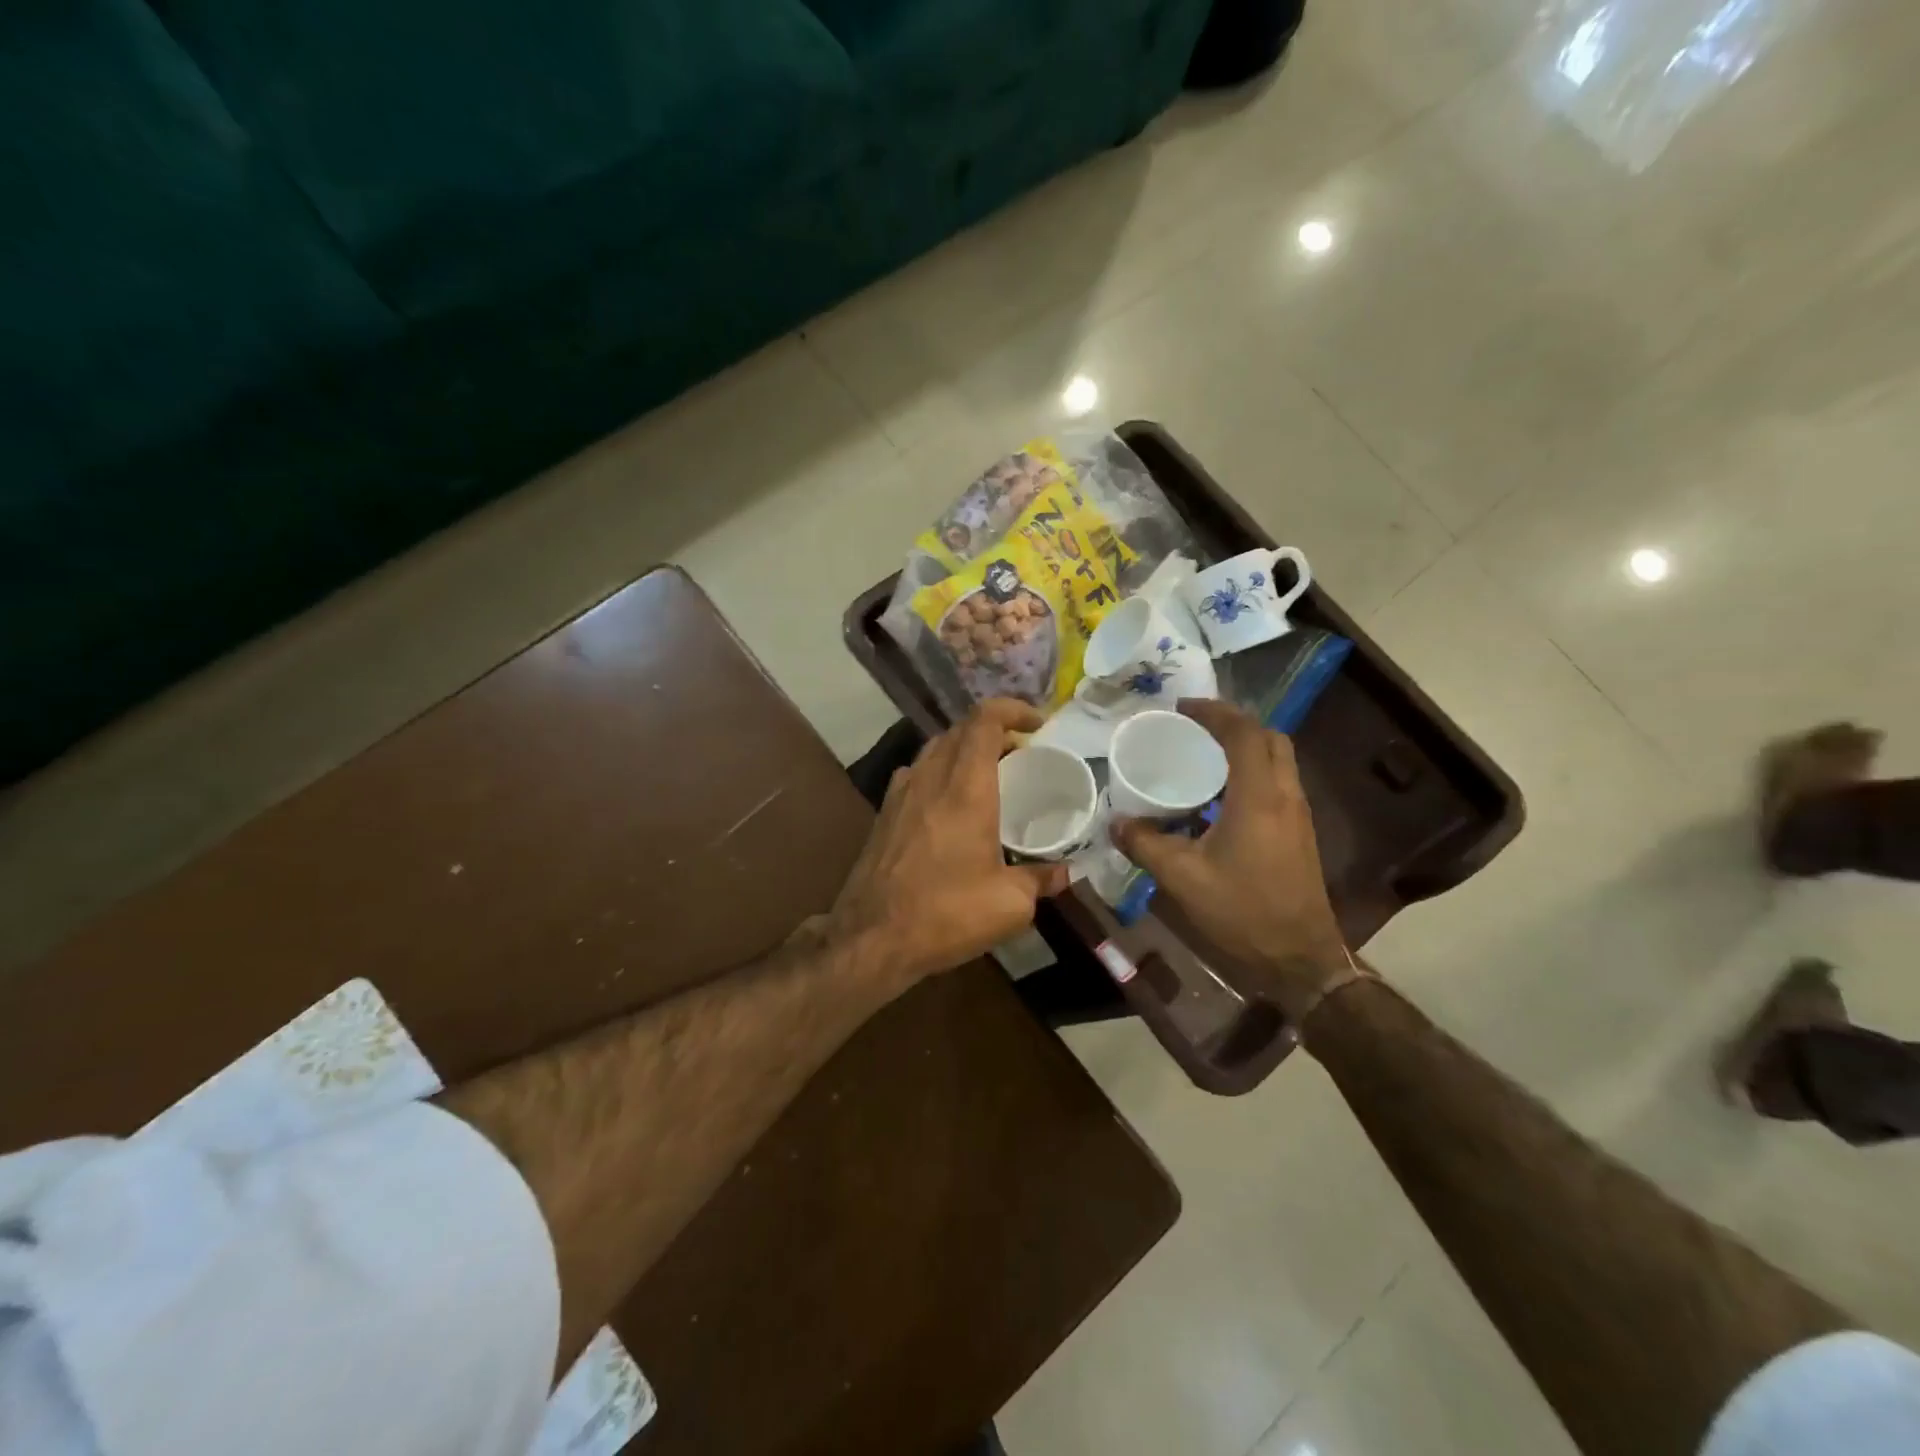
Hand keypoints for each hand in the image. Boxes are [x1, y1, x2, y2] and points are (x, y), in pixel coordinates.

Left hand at [828, 699, 1069, 991]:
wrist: (871, 938)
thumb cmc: (946, 914)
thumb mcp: (1009, 904)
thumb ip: (1040, 880)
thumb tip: (1064, 873)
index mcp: (965, 788)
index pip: (985, 720)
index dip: (1012, 709)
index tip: (1038, 724)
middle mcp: (930, 778)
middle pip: (960, 730)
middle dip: (993, 730)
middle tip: (1021, 753)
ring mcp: (900, 793)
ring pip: (935, 749)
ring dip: (964, 750)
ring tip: (989, 776)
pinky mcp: (884, 813)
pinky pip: (917, 773)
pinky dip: (940, 772)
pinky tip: (950, 805)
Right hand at [1111, 699, 1349, 1021]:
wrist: (1299, 958)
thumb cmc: (1242, 911)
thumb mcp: (1182, 878)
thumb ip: (1145, 844)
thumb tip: (1117, 823)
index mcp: (1259, 796)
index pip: (1243, 733)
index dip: (1213, 712)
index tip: (1181, 708)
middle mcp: (1285, 795)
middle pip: (1269, 737)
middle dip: (1233, 723)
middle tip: (1195, 727)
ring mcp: (1297, 814)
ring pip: (1277, 759)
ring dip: (1244, 746)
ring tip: (1202, 755)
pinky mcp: (1299, 832)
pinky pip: (1277, 782)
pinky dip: (1250, 772)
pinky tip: (1218, 797)